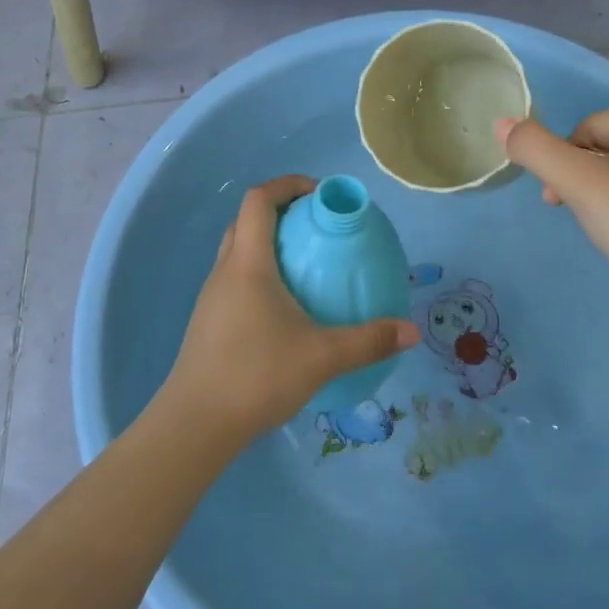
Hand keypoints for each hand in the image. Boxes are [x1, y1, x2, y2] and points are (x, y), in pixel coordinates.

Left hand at [160, 176, 418, 447]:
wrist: (196, 423)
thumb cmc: (257, 374)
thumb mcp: (322, 356)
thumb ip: (368, 341)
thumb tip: (411, 331)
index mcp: (248, 262)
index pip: (259, 200)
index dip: (287, 185)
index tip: (319, 194)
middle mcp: (225, 270)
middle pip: (246, 220)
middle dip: (280, 211)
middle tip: (315, 226)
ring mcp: (212, 296)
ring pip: (237, 250)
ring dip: (267, 243)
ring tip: (304, 264)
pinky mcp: (208, 320)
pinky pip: (234, 278)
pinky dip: (259, 272)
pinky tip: (283, 306)